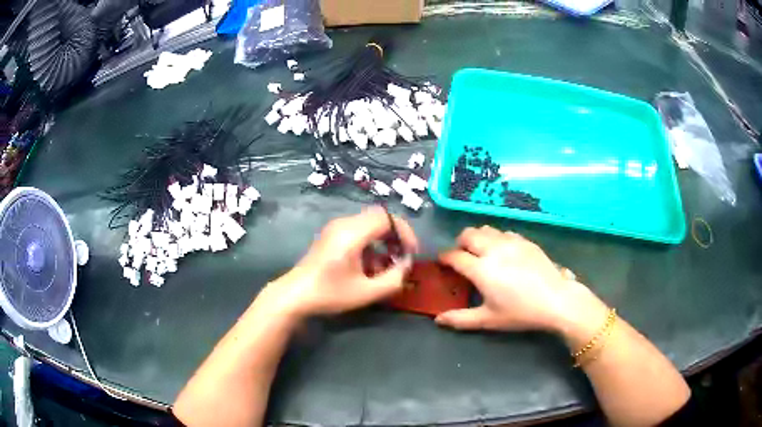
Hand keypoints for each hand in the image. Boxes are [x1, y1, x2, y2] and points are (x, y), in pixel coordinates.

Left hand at [261, 206, 418, 318]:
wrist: (295, 295)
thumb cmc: (330, 293)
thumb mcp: (367, 292)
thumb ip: (394, 279)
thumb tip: (406, 265)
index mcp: (352, 233)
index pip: (387, 218)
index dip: (405, 232)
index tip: (410, 252)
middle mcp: (344, 223)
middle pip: (379, 217)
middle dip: (396, 235)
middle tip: (402, 255)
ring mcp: (335, 228)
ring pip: (369, 223)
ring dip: (383, 239)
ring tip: (388, 263)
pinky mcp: (331, 235)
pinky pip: (358, 230)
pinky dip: (371, 242)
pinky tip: (370, 264)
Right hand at [435, 226, 605, 332]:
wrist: (555, 300)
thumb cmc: (520, 312)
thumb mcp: (488, 320)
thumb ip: (461, 319)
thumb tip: (438, 320)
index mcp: (481, 269)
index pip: (454, 256)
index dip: (444, 257)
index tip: (442, 262)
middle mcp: (493, 249)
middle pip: (468, 234)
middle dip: (459, 243)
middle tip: (462, 257)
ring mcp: (511, 242)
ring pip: (486, 229)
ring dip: (477, 237)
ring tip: (481, 252)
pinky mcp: (525, 240)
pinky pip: (504, 232)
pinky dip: (496, 238)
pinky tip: (503, 252)